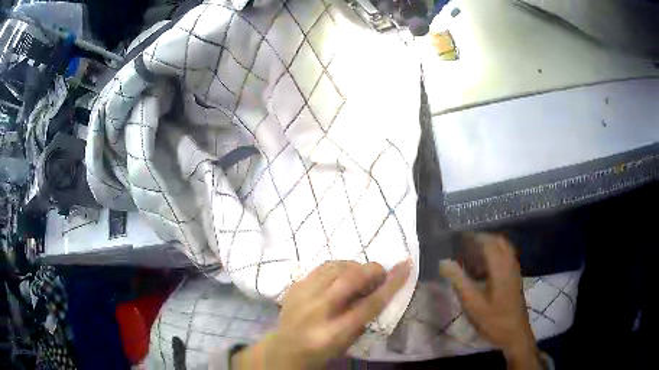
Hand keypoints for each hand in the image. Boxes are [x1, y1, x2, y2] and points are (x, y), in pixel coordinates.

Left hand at [232, 260, 410, 368]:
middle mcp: (319, 310)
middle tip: (380, 272)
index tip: (405, 265)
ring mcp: (303, 296)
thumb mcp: (347, 342)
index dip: (391, 283)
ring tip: (360, 273)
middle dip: (372, 269)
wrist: (285, 348)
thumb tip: (377, 290)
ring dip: (354, 266)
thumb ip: (363, 318)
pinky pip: (321, 267)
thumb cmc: (321, 350)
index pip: (370, 303)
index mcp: (336, 331)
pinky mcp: (295, 287)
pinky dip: (337, 266)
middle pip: (351, 279)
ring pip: (335, 267)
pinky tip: (341, 273)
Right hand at [439, 234, 540, 369]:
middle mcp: (510, 265)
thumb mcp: (473, 304)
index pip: (488, 243)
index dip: (474, 238)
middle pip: (499, 241)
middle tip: (466, 243)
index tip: (459, 238)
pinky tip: (484, 268)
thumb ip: (459, 282)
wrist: (515, 335)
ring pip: (504, 249)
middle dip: (483, 238)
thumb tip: (444, 262)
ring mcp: (515, 272)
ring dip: (490, 245)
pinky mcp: (515, 279)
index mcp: (501, 268)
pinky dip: (495, 255)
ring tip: (473, 253)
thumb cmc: (494, 321)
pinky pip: (506, 258)